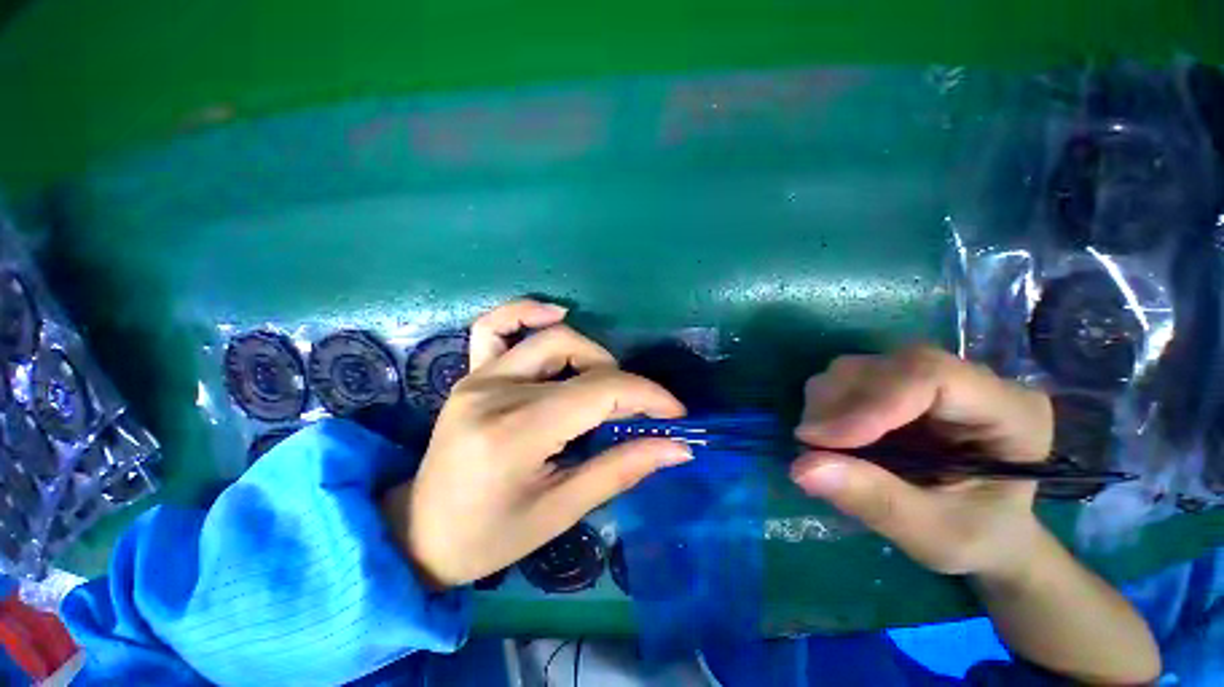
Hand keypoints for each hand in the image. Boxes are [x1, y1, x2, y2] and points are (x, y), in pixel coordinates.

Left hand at [382, 300, 690, 588]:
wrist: (419, 534)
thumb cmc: (489, 537)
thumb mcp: (561, 511)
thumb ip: (621, 469)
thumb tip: (676, 447)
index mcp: (515, 432)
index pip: (598, 391)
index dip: (646, 396)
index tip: (675, 414)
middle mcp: (494, 392)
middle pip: (578, 358)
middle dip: (623, 381)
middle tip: (636, 413)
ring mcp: (478, 377)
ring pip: (550, 337)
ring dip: (590, 354)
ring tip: (602, 384)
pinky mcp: (471, 374)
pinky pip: (496, 326)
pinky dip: (528, 313)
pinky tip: (556, 317)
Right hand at [790, 346, 1053, 578]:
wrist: (988, 532)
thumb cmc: (978, 538)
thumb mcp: (935, 535)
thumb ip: (875, 501)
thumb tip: (800, 468)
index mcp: (1010, 411)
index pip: (931, 376)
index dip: (870, 403)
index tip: (819, 440)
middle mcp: (971, 380)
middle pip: (888, 366)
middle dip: (838, 404)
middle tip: (810, 446)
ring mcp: (930, 377)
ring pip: (861, 366)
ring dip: (826, 403)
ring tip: (821, 444)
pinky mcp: (899, 384)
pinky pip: (848, 377)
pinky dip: (826, 403)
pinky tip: (829, 434)